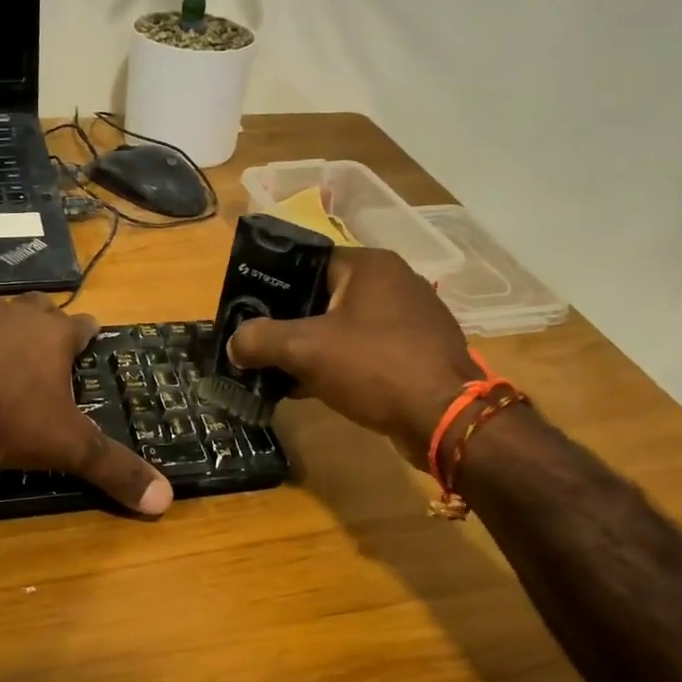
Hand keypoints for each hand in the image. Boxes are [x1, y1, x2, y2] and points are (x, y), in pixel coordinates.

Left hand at [0, 294, 172, 516]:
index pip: (81, 324)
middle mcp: (15, 318)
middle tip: (51, 337)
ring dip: (6, 326)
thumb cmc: (6, 416)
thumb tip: (165, 501)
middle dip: (47, 319)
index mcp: (53, 335)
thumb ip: (113, 469)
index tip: (93, 334)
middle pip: (38, 307)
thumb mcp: (67, 447)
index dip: (89, 331)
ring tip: (8, 345)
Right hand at [227, 248, 480, 468]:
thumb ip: (261, 340)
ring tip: (281, 370)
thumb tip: (234, 343)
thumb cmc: (375, 367)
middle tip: (260, 345)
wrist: (446, 419)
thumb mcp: (306, 350)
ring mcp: (412, 318)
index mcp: (370, 266)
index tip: (248, 312)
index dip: (273, 286)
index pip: (308, 263)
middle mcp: (395, 282)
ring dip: (314, 348)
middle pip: (324, 296)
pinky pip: (366, 350)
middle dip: (290, 323)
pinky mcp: (419, 351)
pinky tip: (316, 388)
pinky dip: (340, 364)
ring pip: (345, 326)